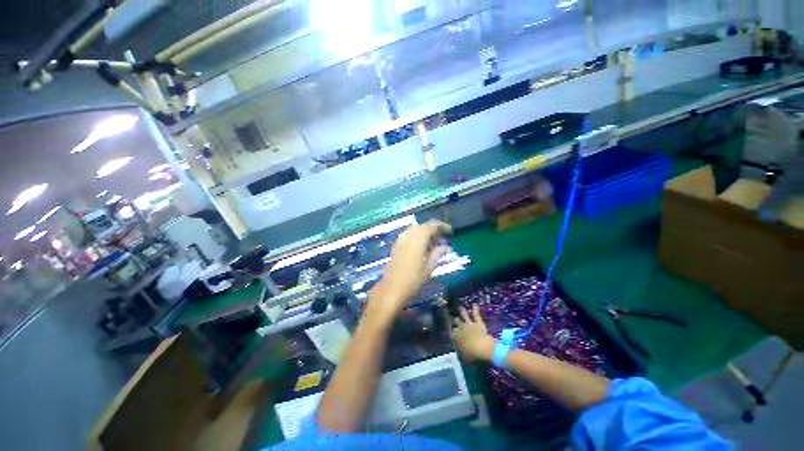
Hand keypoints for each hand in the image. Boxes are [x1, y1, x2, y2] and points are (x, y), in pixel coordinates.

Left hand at [366, 221, 451, 327]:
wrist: (391, 290)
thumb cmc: (413, 281)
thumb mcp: (429, 268)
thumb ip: (437, 254)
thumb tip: (447, 246)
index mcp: (418, 239)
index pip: (431, 226)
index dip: (442, 226)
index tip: (450, 231)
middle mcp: (408, 236)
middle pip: (423, 226)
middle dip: (434, 228)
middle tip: (443, 236)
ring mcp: (400, 240)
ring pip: (415, 229)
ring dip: (425, 232)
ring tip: (435, 241)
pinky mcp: (396, 245)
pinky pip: (409, 235)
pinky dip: (417, 236)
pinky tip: (422, 245)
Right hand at [451, 305, 495, 361]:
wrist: (482, 347)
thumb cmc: (472, 354)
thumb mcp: (464, 356)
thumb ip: (460, 352)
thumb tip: (458, 352)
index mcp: (456, 337)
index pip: (451, 332)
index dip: (450, 330)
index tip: (450, 329)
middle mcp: (460, 328)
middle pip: (456, 322)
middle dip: (455, 320)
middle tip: (454, 318)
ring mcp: (469, 324)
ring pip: (464, 315)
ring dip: (462, 311)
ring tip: (460, 307)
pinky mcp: (478, 322)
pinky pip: (476, 314)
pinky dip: (475, 309)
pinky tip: (475, 304)